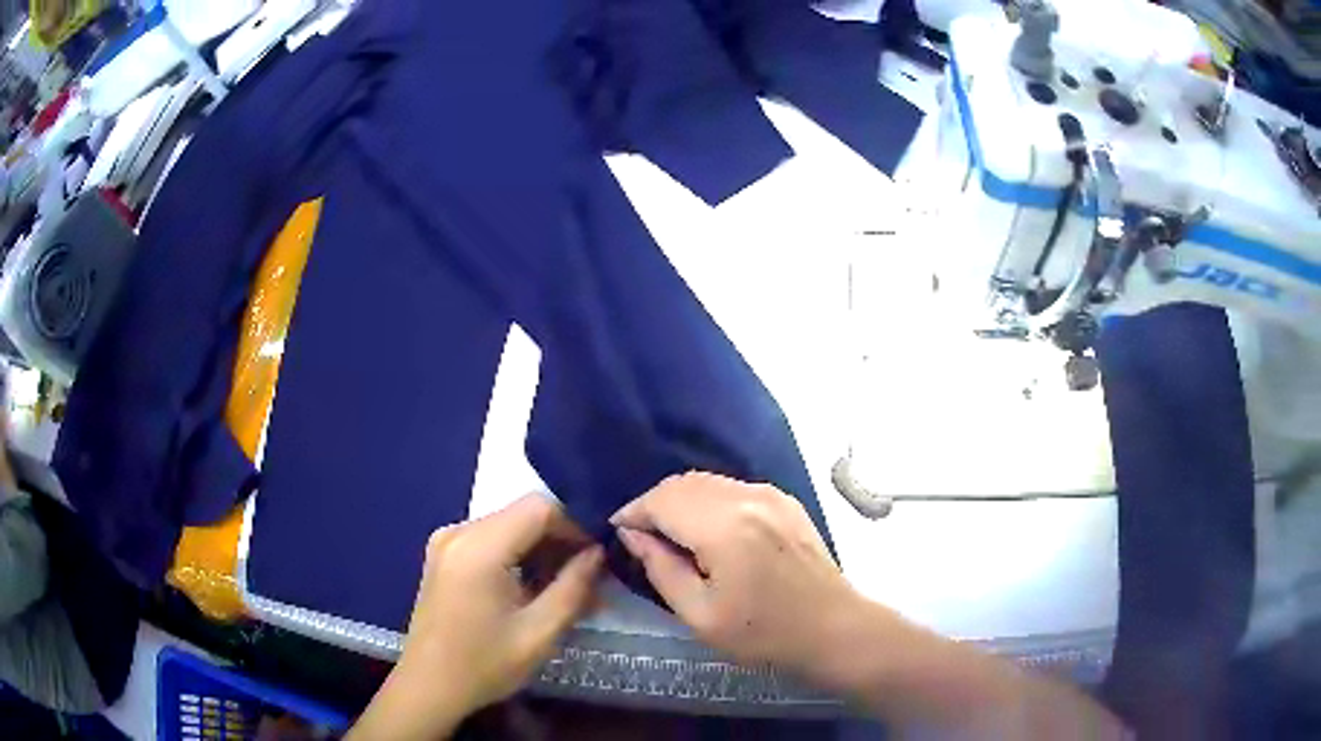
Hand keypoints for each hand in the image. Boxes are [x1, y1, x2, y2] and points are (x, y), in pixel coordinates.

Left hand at [350, 495, 603, 739]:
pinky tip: (533, 589)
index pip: (539, 507)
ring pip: (509, 527)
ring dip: (541, 551)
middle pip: (523, 515)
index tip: (598, 557)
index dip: (576, 525)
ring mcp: (446, 541)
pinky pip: (490, 541)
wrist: (429, 686)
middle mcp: (459, 532)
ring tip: (567, 589)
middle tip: (590, 578)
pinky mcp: (444, 555)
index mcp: (479, 547)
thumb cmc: (484, 665)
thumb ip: (573, 587)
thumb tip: (598, 553)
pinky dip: (517, 557)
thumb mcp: (539, 633)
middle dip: (560, 541)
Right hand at [610, 472, 867, 684]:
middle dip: (654, 504)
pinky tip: (706, 528)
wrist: (833, 629)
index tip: (618, 531)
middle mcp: (748, 498)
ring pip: (708, 482)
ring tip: (668, 533)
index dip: (634, 512)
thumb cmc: (763, 633)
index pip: (662, 501)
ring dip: (680, 500)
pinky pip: (733, 488)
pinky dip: (708, 500)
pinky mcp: (785, 501)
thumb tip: (634, 536)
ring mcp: (771, 495)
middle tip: (640, 535)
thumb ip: (661, 569)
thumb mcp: (700, 615)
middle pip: (683, 483)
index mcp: (724, 527)